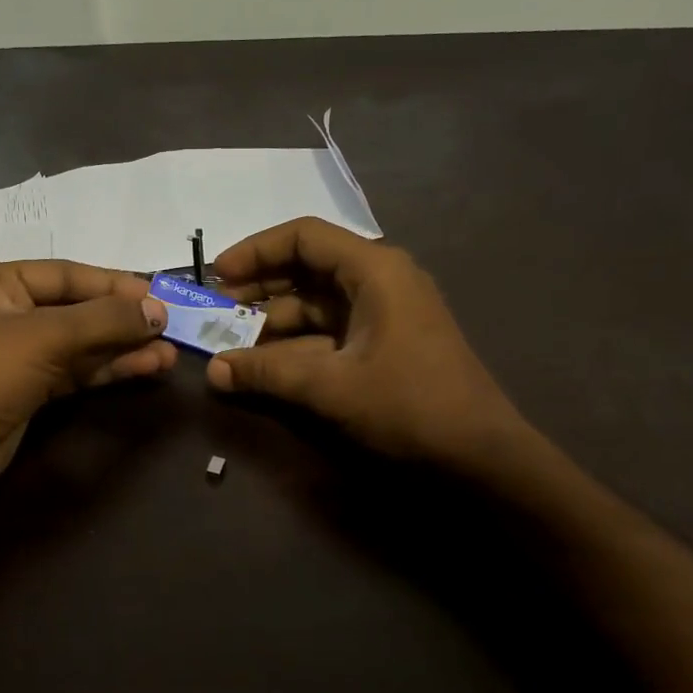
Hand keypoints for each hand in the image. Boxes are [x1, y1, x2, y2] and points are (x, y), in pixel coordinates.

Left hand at [0, 260, 174, 517]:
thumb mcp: (44, 337)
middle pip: (75, 309)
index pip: (65, 274)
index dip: (114, 284)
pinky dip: (107, 370)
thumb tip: (159, 311)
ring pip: (79, 344)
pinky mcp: (26, 391)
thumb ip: (104, 320)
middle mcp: (2, 312)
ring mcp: (15, 355)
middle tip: (171, 327)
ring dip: (122, 348)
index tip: (160, 295)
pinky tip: (144, 368)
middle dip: (122, 320)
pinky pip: (74, 371)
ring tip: (168, 354)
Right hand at [206, 218, 527, 467]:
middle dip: (260, 288)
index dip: (255, 252)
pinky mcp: (385, 343)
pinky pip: (331, 331)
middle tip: (217, 311)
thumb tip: (213, 371)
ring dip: (275, 322)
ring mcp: (385, 313)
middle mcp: (380, 280)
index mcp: (374, 270)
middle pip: (308, 268)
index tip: (217, 277)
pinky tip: (268, 365)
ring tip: (233, 344)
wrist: (479, 454)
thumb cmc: (409, 405)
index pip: (304, 237)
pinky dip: (298, 344)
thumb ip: (268, 373)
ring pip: (317, 304)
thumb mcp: (331, 386)